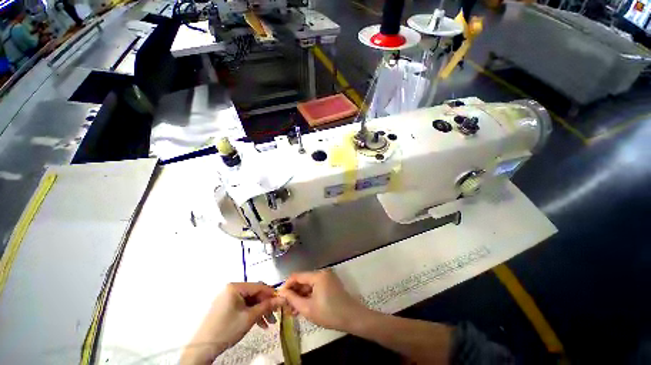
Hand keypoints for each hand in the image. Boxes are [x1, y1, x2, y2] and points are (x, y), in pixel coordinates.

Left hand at [181, 283, 283, 364]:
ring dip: (260, 311)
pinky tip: (259, 323)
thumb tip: (283, 299)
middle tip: (275, 315)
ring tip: (269, 323)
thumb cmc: (227, 329)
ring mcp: (227, 297)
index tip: (282, 301)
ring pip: (250, 301)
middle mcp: (231, 288)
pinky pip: (243, 306)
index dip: (272, 294)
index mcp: (235, 286)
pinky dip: (251, 313)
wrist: (202, 348)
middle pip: (254, 294)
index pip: (259, 286)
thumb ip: (267, 306)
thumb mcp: (250, 317)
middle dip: (266, 305)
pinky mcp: (225, 306)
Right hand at [278, 269, 368, 331]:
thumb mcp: (308, 308)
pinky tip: (302, 306)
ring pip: (309, 284)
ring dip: (300, 295)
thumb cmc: (329, 313)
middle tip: (285, 306)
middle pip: (303, 280)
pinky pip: (315, 287)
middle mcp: (322, 273)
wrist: (352, 318)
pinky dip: (308, 295)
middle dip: (293, 292)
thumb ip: (293, 299)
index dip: (286, 285)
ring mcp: (327, 277)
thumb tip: (282, 293)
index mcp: (317, 275)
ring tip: (292, 310)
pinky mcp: (330, 283)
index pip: (297, 276)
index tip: (279, 297)